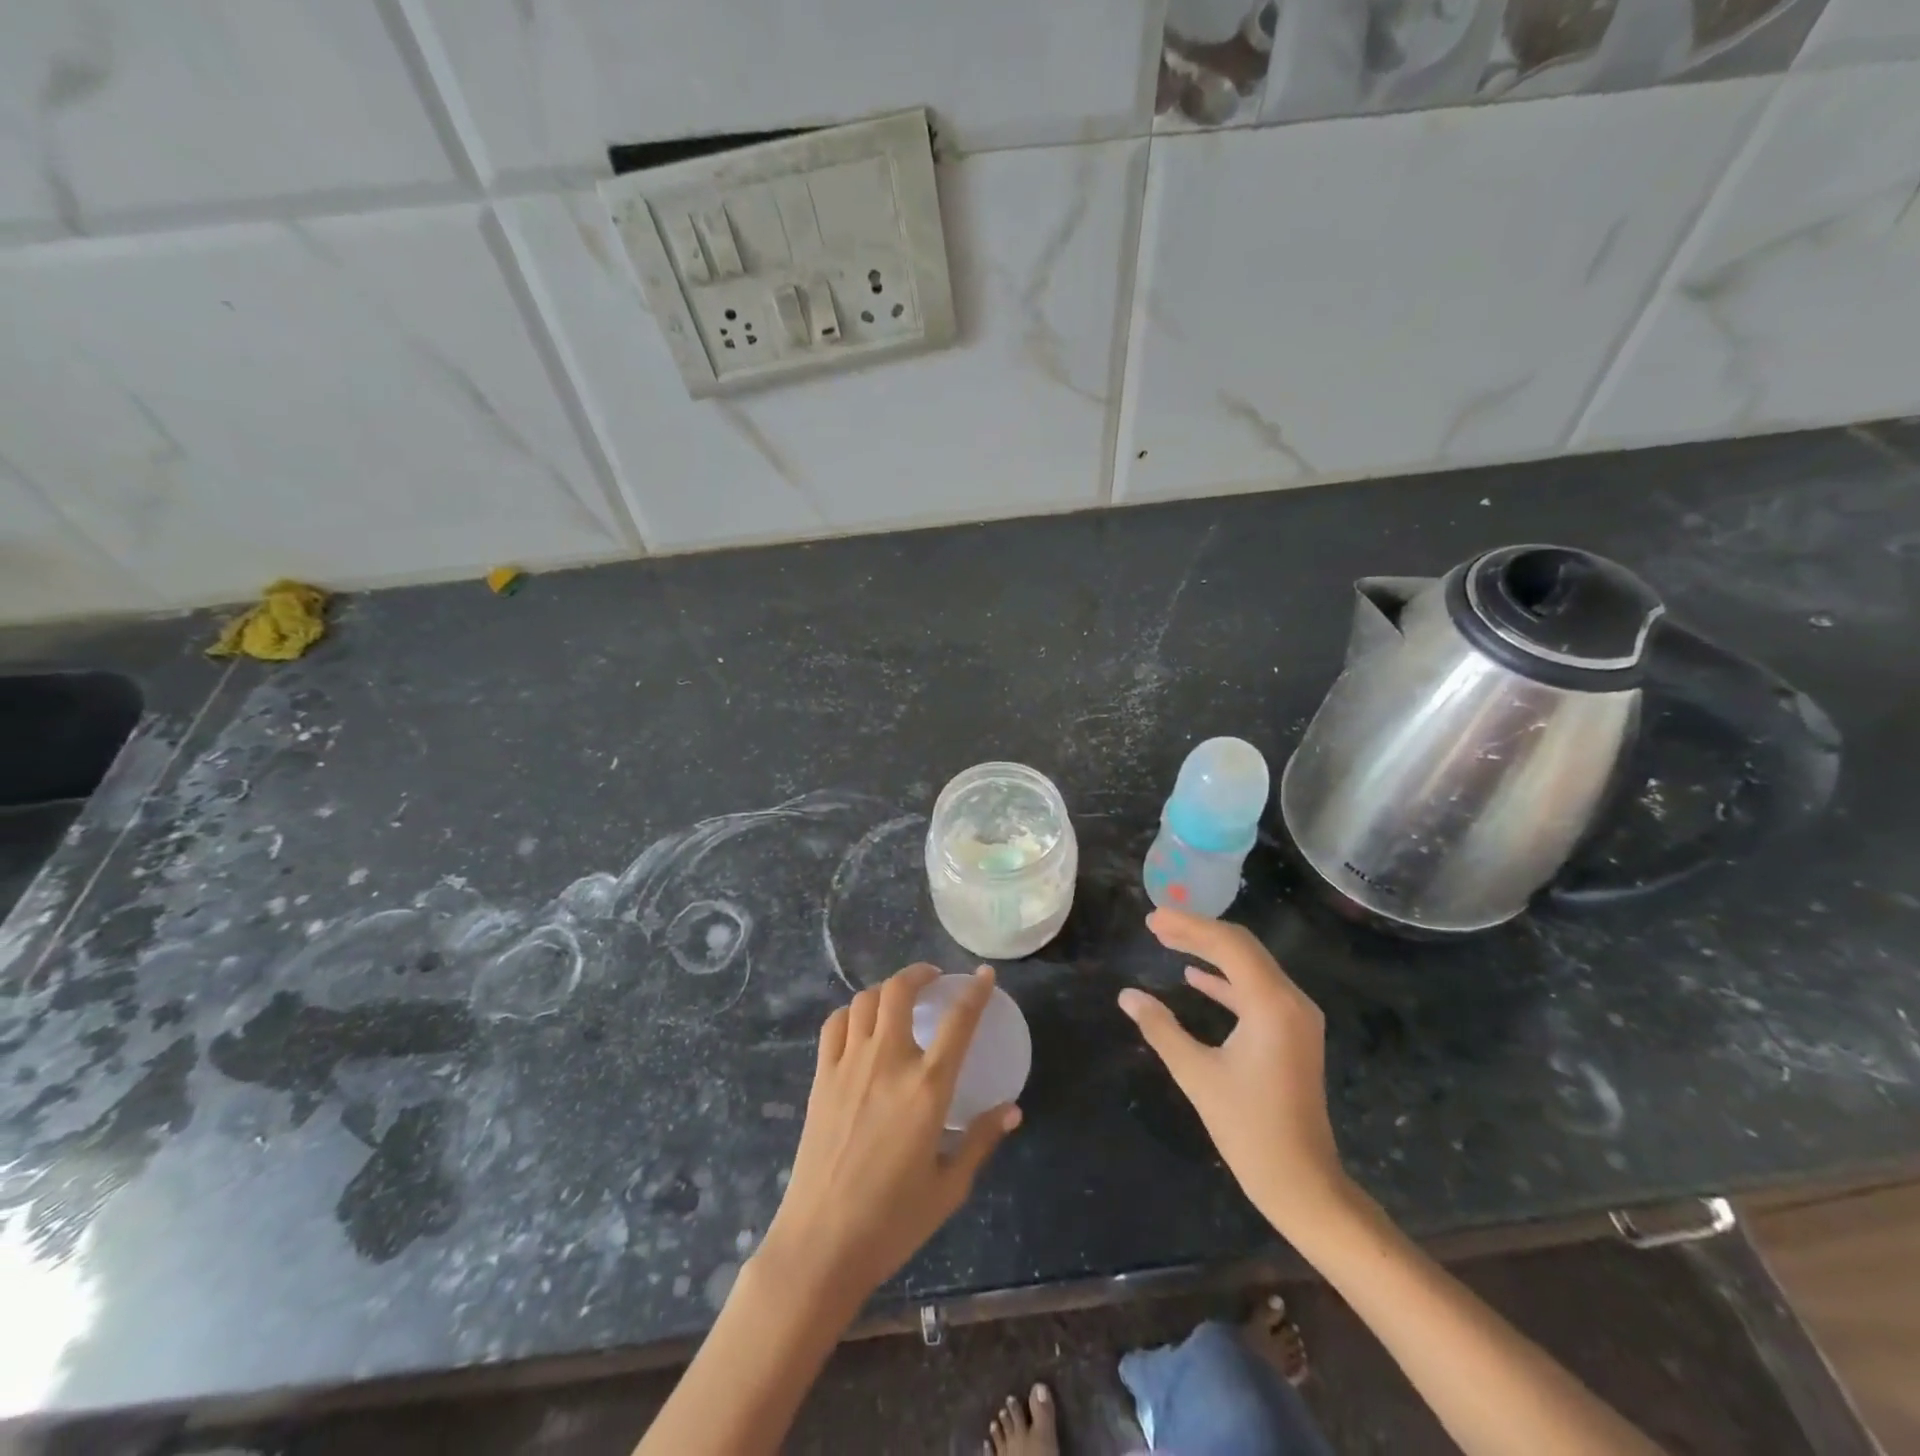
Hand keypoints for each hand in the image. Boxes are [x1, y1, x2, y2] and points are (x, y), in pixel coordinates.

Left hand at [755, 964, 1020, 1316]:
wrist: (821, 1244)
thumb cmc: (893, 1221)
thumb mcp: (949, 1187)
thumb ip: (981, 1140)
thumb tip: (1012, 1109)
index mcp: (927, 1088)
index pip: (958, 1021)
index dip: (975, 992)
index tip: (985, 975)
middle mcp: (888, 1062)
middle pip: (900, 991)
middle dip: (919, 973)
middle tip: (933, 979)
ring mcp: (849, 1065)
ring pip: (864, 1001)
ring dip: (885, 990)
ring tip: (898, 1000)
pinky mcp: (822, 1078)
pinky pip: (835, 1025)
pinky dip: (851, 1013)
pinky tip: (860, 1025)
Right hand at [1119, 910, 1350, 1240]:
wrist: (1303, 1183)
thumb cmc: (1249, 1129)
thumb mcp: (1197, 1075)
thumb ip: (1161, 1029)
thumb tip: (1127, 995)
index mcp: (1271, 1004)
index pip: (1228, 945)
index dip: (1188, 926)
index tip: (1152, 919)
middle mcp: (1291, 1001)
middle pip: (1242, 948)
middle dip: (1198, 932)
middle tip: (1156, 923)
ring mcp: (1296, 1017)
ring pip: (1249, 966)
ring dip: (1210, 952)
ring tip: (1168, 940)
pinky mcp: (1292, 1033)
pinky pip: (1255, 990)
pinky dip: (1224, 979)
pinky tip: (1194, 977)